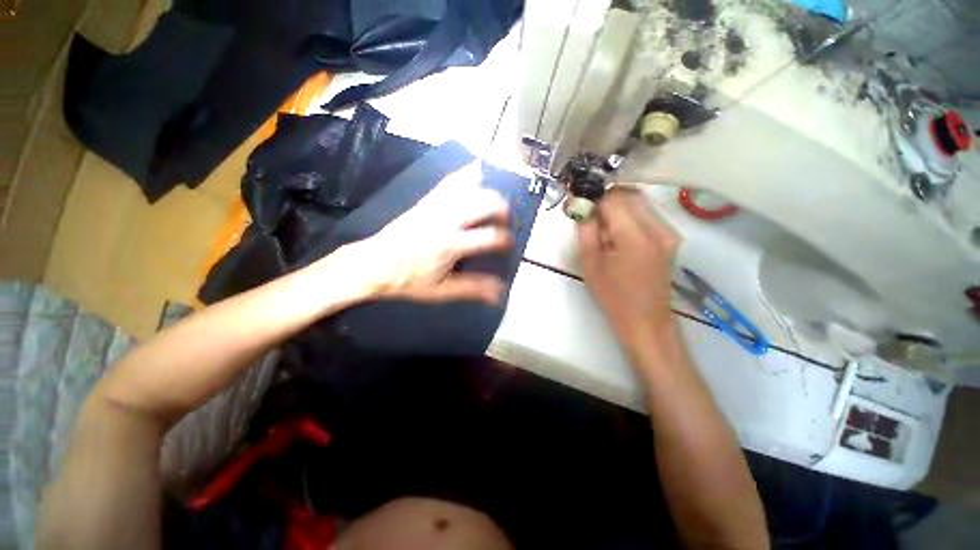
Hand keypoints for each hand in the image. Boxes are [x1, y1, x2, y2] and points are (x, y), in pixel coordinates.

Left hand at [348, 163, 512, 303]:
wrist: (373, 264)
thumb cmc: (408, 280)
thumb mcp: (442, 291)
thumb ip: (473, 289)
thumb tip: (499, 293)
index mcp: (450, 244)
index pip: (488, 236)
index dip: (504, 240)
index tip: (507, 245)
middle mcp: (445, 220)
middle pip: (484, 202)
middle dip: (501, 209)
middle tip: (504, 221)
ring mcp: (435, 206)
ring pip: (469, 187)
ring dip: (488, 191)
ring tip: (495, 202)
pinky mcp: (426, 200)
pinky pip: (449, 181)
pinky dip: (466, 174)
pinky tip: (477, 171)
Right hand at [578, 188, 679, 344]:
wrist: (645, 320)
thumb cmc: (612, 296)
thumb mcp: (590, 263)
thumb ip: (586, 229)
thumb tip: (580, 204)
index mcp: (634, 237)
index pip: (613, 199)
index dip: (593, 195)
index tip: (577, 201)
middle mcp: (658, 228)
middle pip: (629, 195)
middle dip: (604, 197)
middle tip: (585, 210)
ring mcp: (668, 232)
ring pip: (639, 201)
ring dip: (616, 205)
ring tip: (599, 222)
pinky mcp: (670, 237)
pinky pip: (646, 214)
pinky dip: (628, 214)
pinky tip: (615, 230)